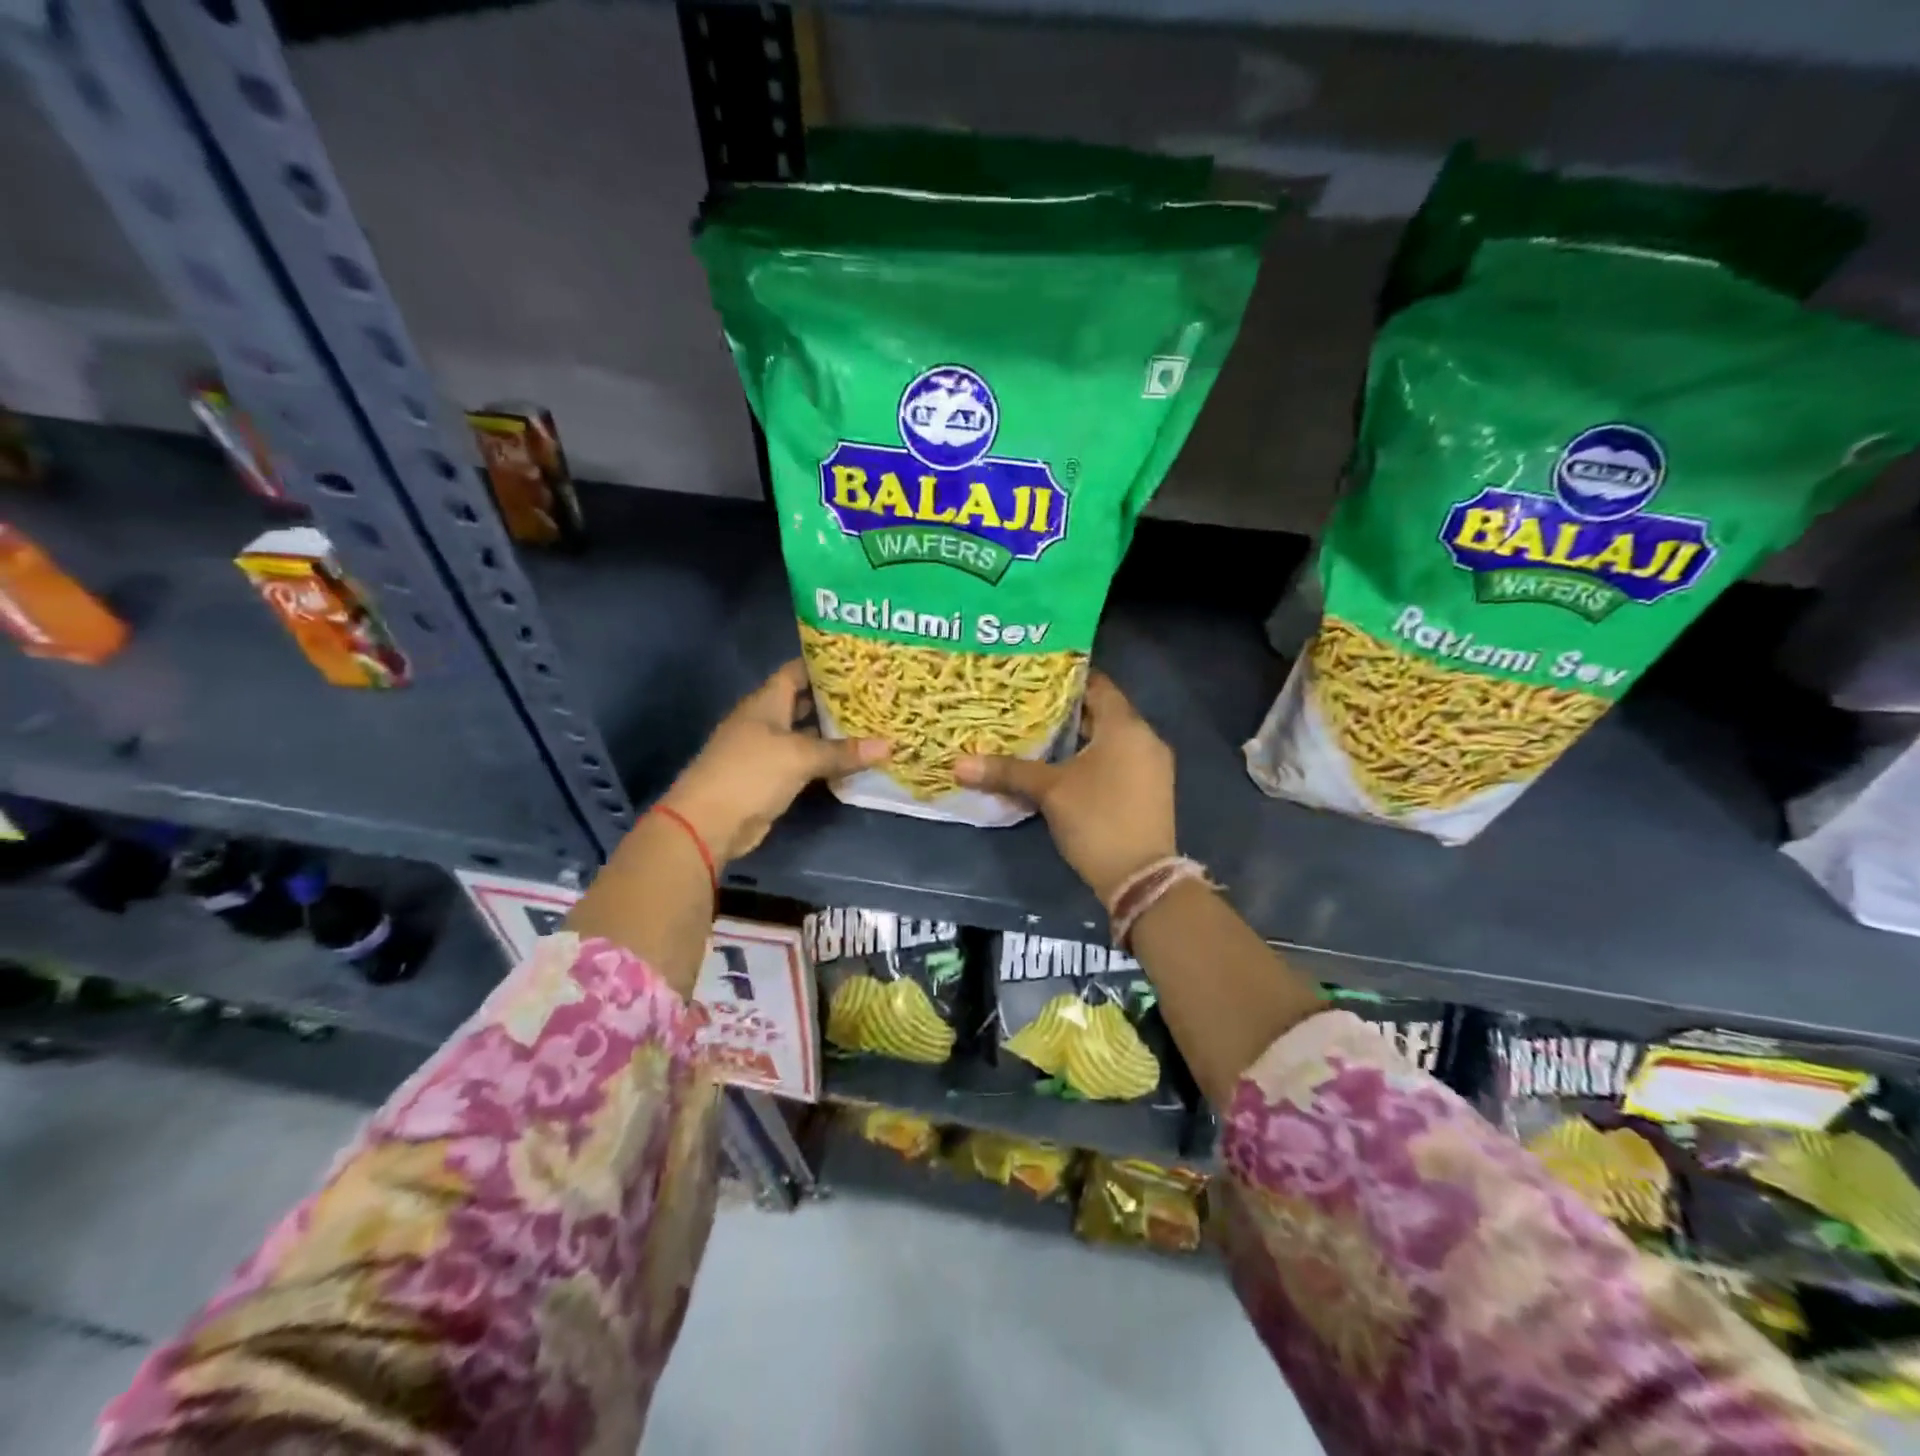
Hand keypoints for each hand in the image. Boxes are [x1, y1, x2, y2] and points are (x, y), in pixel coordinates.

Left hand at [661, 660, 887, 863]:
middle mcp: (766, 720)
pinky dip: (827, 759)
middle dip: (835, 698)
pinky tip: (854, 758)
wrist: (709, 822)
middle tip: (874, 693)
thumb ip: (842, 751)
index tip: (858, 662)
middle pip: (803, 702)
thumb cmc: (750, 772)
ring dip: (834, 732)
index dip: (824, 664)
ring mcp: (768, 750)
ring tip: (873, 722)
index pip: (797, 671)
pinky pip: (806, 761)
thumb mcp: (800, 756)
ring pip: (807, 734)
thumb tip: (889, 745)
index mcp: (766, 701)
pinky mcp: (772, 777)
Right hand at [954, 670, 1175, 904]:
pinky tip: (1063, 768)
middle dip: (1065, 712)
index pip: (1097, 685)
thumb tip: (958, 764)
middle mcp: (1145, 738)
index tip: (1034, 678)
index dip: (1066, 679)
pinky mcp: (1150, 790)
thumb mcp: (1049, 791)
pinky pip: (1119, 760)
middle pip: (1102, 713)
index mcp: (1126, 726)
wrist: (1141, 878)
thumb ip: (1007, 771)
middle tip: (1026, 707)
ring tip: (1038, 736)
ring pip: (1110, 740)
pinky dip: (1093, 758)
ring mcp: (1152, 766)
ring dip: (1078, 738)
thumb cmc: (1097, 819)